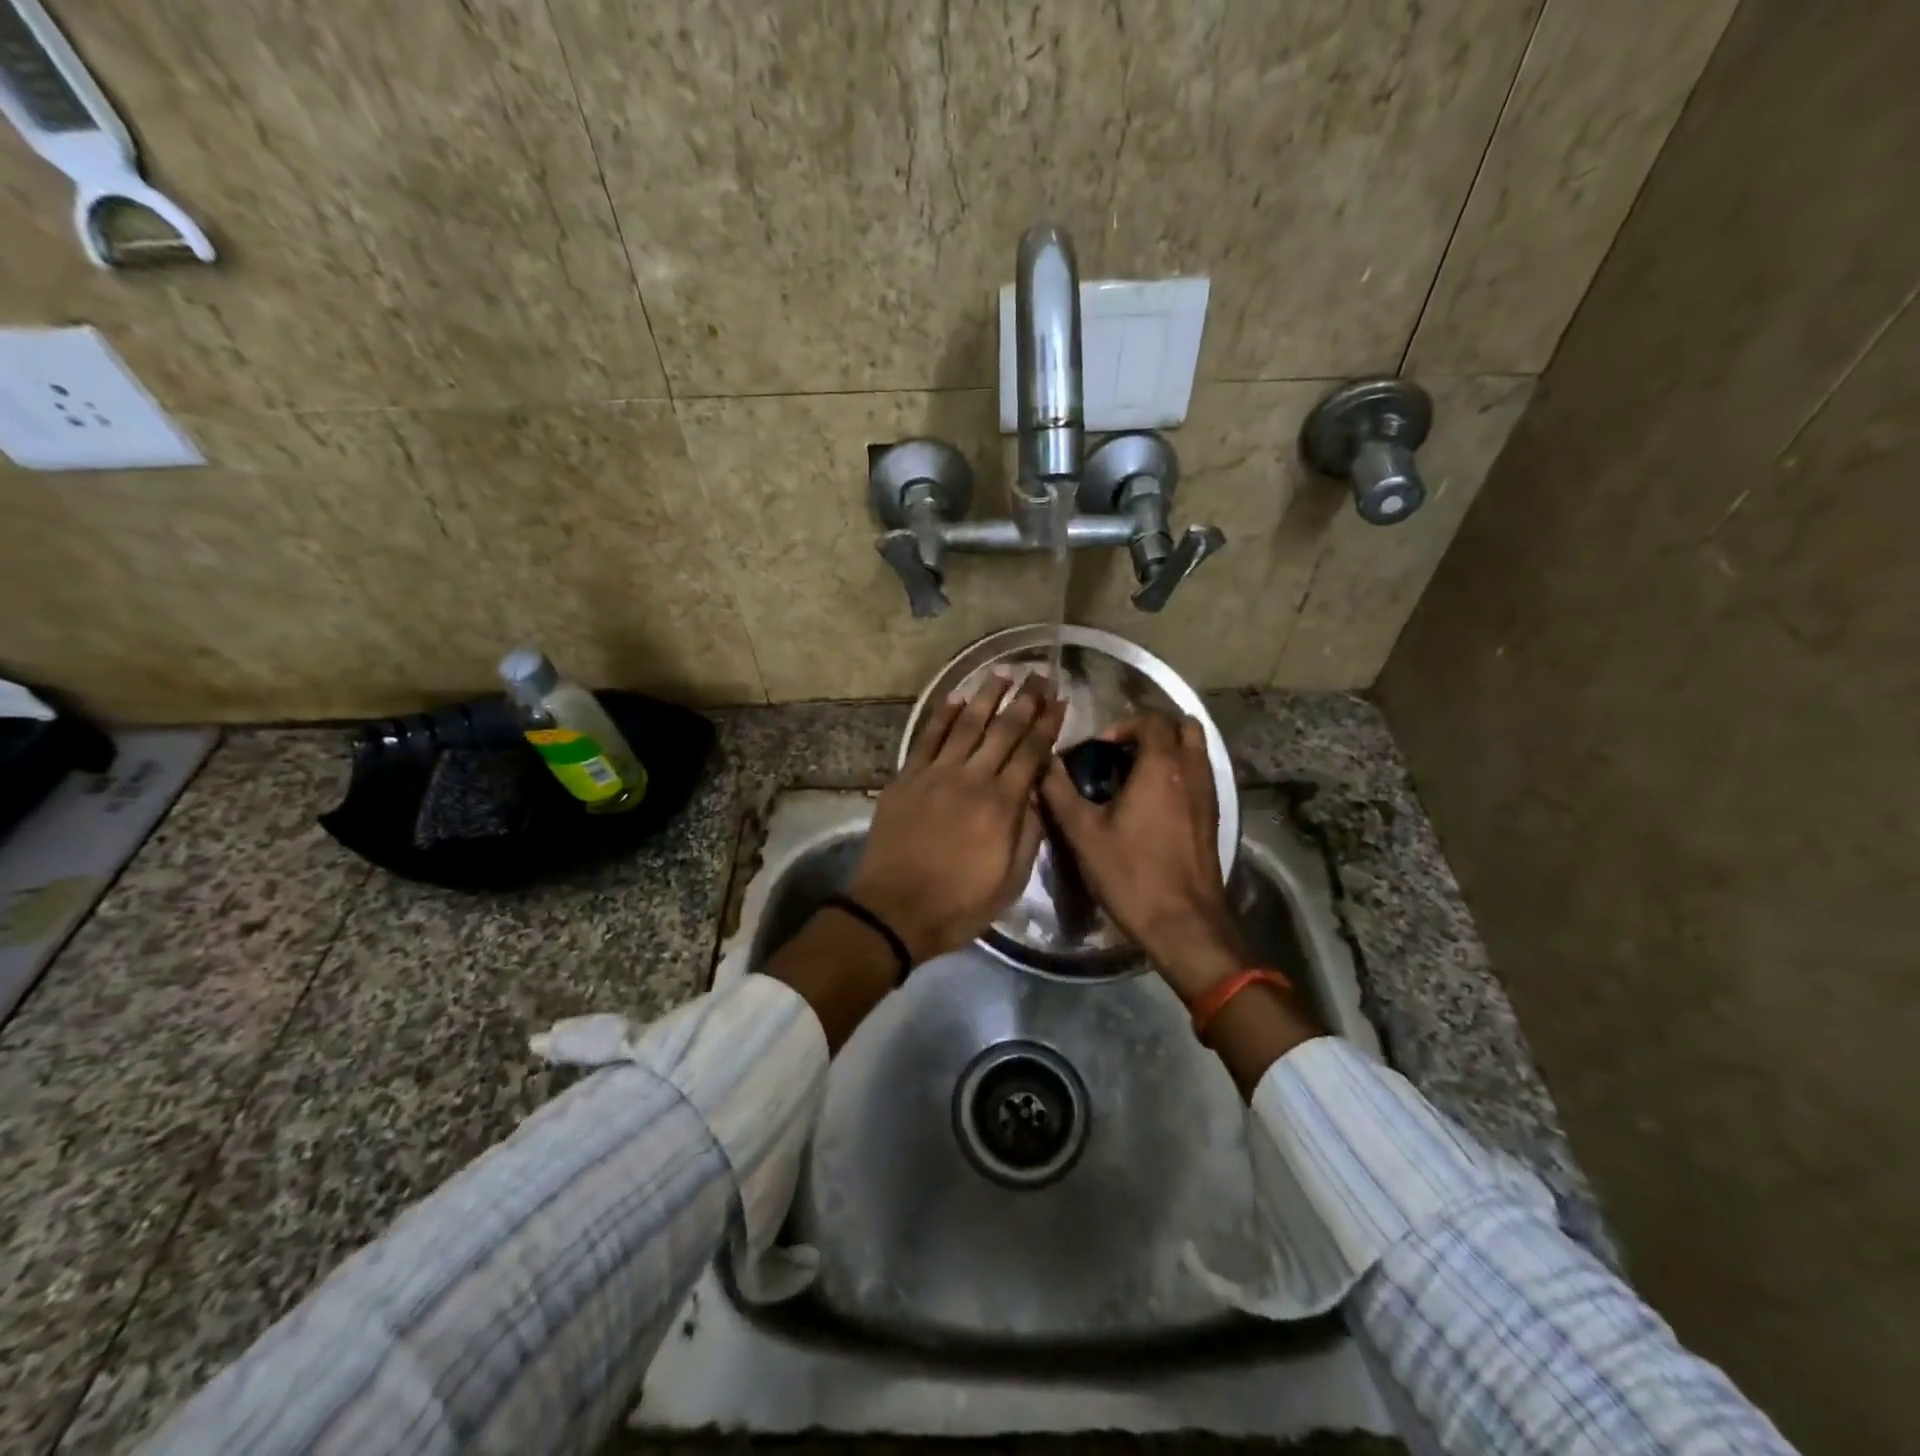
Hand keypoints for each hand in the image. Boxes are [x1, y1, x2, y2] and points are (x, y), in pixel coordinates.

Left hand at [848, 673, 1065, 964]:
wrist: (894, 910)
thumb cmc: (959, 903)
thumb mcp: (1010, 880)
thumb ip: (1028, 831)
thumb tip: (1035, 790)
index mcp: (1002, 805)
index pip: (1031, 753)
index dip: (1047, 724)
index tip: (1059, 700)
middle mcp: (971, 779)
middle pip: (1003, 730)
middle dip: (1024, 700)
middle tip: (1038, 674)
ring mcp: (935, 775)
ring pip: (966, 725)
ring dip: (986, 696)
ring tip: (1002, 672)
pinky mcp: (907, 778)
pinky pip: (927, 738)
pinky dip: (942, 715)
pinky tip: (955, 698)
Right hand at [1039, 712, 1247, 999]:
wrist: (1184, 923)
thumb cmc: (1131, 874)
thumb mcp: (1083, 833)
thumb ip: (1060, 792)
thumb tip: (1044, 764)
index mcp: (1162, 765)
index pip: (1150, 718)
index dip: (1121, 724)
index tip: (1097, 749)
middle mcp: (1192, 771)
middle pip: (1183, 726)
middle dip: (1152, 729)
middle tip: (1122, 751)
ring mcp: (1209, 794)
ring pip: (1196, 750)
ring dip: (1168, 750)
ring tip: (1134, 775)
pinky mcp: (1213, 817)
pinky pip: (1199, 775)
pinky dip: (1179, 773)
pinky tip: (1152, 803)